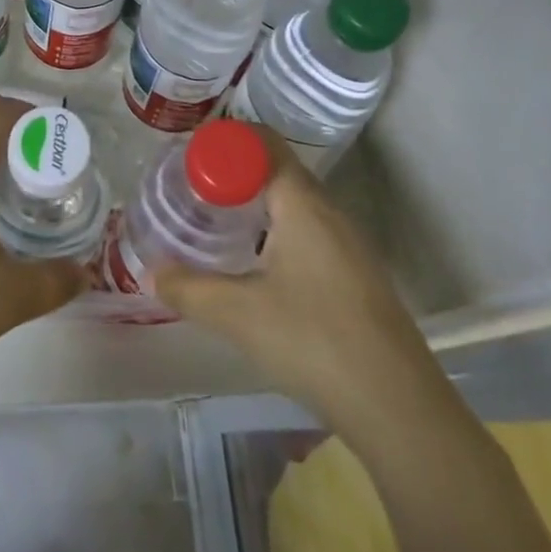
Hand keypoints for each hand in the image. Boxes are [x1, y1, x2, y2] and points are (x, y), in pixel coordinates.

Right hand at [154, 131, 428, 425]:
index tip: (189, 157)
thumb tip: (151, 272)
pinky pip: (309, 231)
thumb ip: (188, 289)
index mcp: (302, 203)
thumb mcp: (238, 315)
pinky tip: (257, 266)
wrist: (399, 409)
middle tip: (193, 190)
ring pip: (295, 203)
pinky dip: (277, 231)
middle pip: (277, 170)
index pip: (262, 143)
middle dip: (234, 173)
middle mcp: (330, 212)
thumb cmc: (314, 342)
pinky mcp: (357, 275)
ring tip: (217, 222)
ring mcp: (349, 244)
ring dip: (256, 204)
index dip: (224, 141)